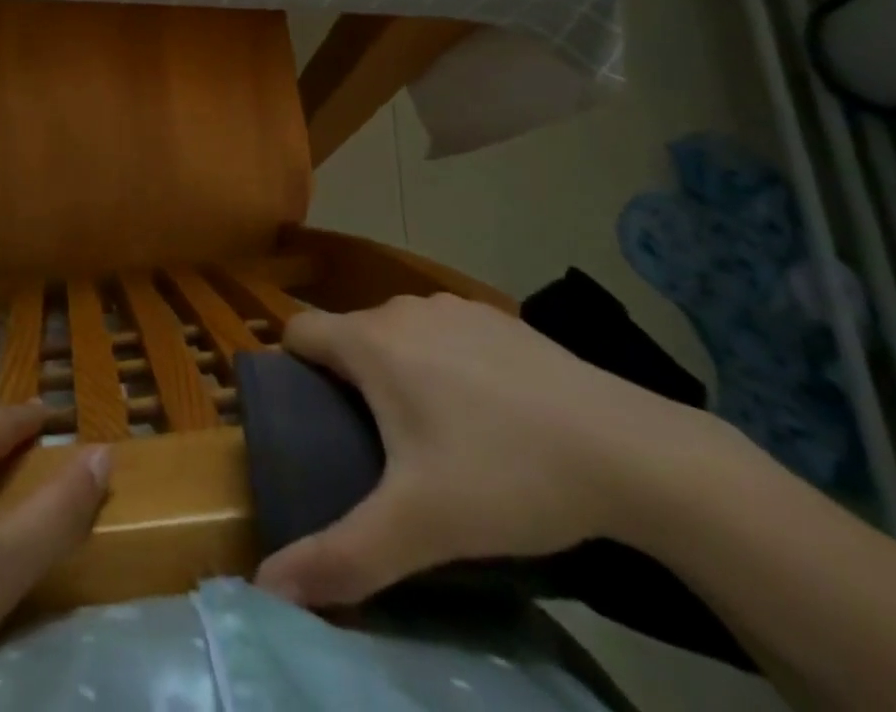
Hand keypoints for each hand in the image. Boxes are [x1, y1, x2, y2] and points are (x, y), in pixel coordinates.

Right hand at [253, 293, 719, 607]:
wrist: (629, 450)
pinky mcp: (496, 317)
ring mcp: (453, 307)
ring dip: (394, 369)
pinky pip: (442, 331)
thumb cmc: (506, 474)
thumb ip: (342, 557)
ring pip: (397, 331)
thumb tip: (267, 589)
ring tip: (426, 433)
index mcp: (371, 342)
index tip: (302, 418)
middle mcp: (402, 309)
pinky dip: (441, 360)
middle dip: (345, 380)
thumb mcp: (420, 527)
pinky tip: (483, 411)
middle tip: (367, 445)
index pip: (297, 331)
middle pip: (348, 335)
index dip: (288, 368)